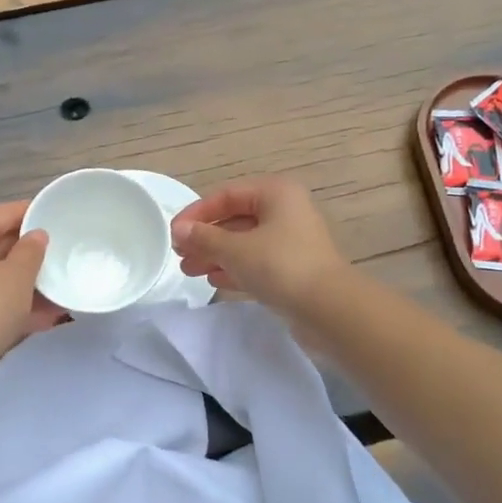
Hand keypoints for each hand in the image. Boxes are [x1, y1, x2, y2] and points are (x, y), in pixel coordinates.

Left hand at [0, 200, 64, 369]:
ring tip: (59, 288)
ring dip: (26, 283)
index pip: (2, 213)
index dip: (31, 212)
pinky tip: (44, 318)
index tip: (57, 215)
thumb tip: (36, 236)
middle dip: (30, 253)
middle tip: (62, 253)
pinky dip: (14, 304)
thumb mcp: (18, 276)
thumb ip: (31, 251)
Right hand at [171, 176, 350, 314]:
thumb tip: (178, 230)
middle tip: (179, 256)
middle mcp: (285, 211)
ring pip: (244, 242)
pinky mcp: (293, 268)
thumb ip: (204, 238)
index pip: (226, 195)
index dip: (196, 214)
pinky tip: (213, 280)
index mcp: (275, 193)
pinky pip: (256, 262)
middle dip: (205, 237)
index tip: (173, 234)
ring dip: (215, 254)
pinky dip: (234, 268)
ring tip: (189, 271)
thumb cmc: (280, 266)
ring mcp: (291, 241)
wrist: (328, 309)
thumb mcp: (235, 249)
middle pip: (235, 219)